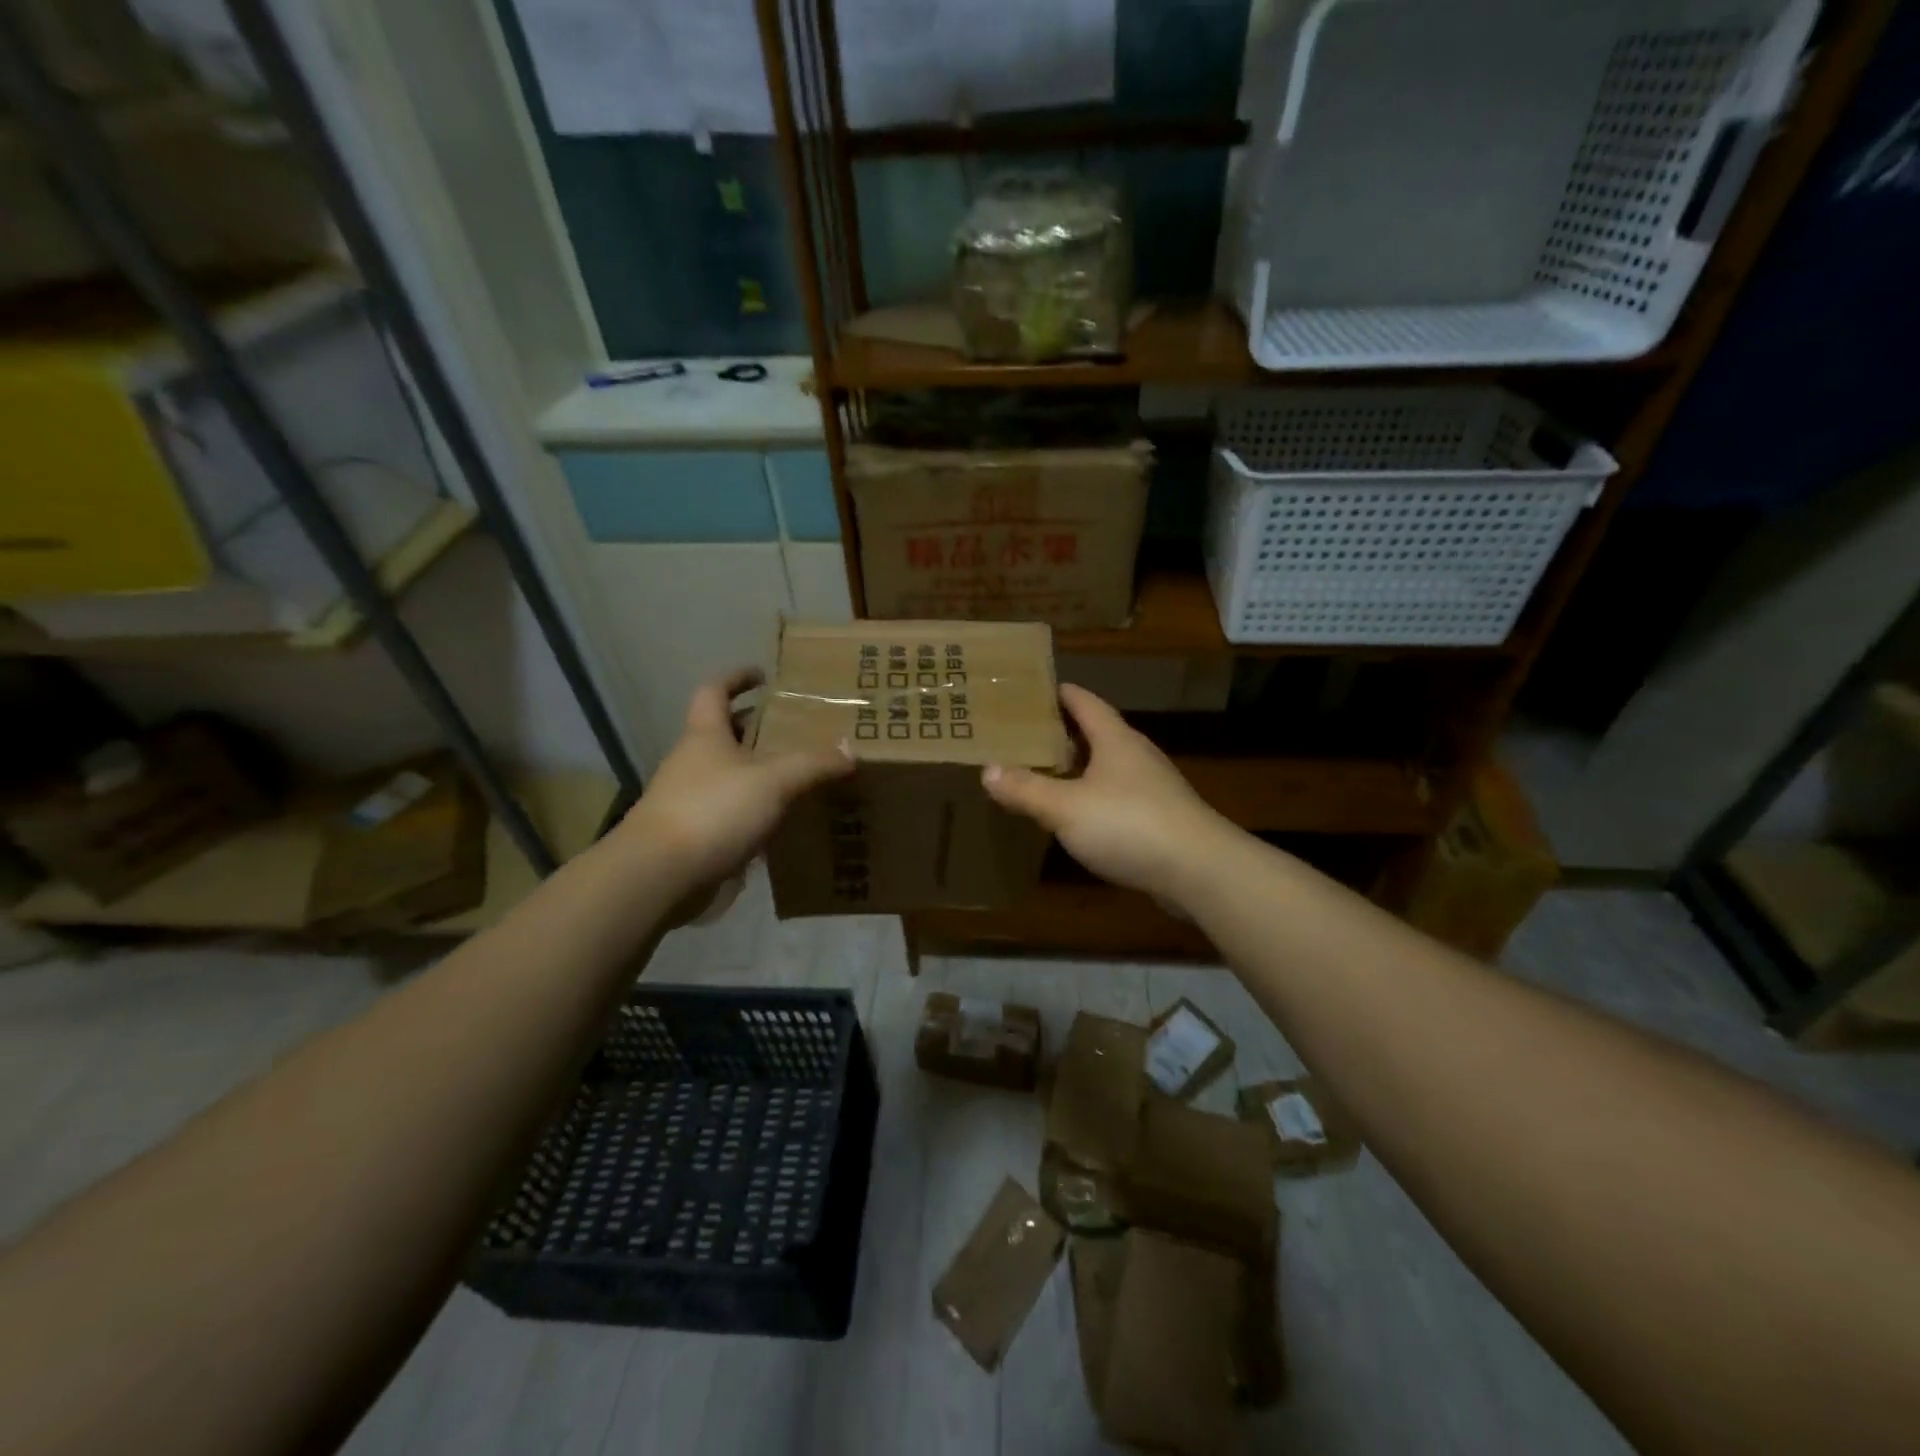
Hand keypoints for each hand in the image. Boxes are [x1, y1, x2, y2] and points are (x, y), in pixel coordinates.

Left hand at [616, 669, 852, 914]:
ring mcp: (688, 801)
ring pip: (727, 776)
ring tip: (797, 776)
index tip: (762, 676)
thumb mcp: (773, 781)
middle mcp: (692, 762)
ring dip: (756, 773)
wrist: (660, 875)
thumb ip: (812, 764)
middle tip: (794, 730)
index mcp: (704, 736)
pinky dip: (753, 812)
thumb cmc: (713, 811)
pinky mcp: (693, 836)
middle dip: (755, 729)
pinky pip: (728, 813)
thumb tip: (850, 749)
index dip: (735, 678)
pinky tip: (781, 823)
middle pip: (722, 734)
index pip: (714, 692)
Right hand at [981, 684, 1232, 905]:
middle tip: (1023, 736)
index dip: (1058, 693)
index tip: (1029, 691)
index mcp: (1115, 739)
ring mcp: (1152, 787)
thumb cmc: (1128, 824)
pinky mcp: (1159, 818)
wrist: (1198, 870)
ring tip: (1042, 774)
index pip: (1084, 701)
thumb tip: (988, 770)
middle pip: (1095, 733)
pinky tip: (1075, 816)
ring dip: (1077, 768)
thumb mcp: (1065, 807)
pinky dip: (1092, 798)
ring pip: (1106, 768)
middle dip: (1062, 733)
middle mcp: (1136, 755)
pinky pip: (1117, 797)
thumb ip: (1026, 789)